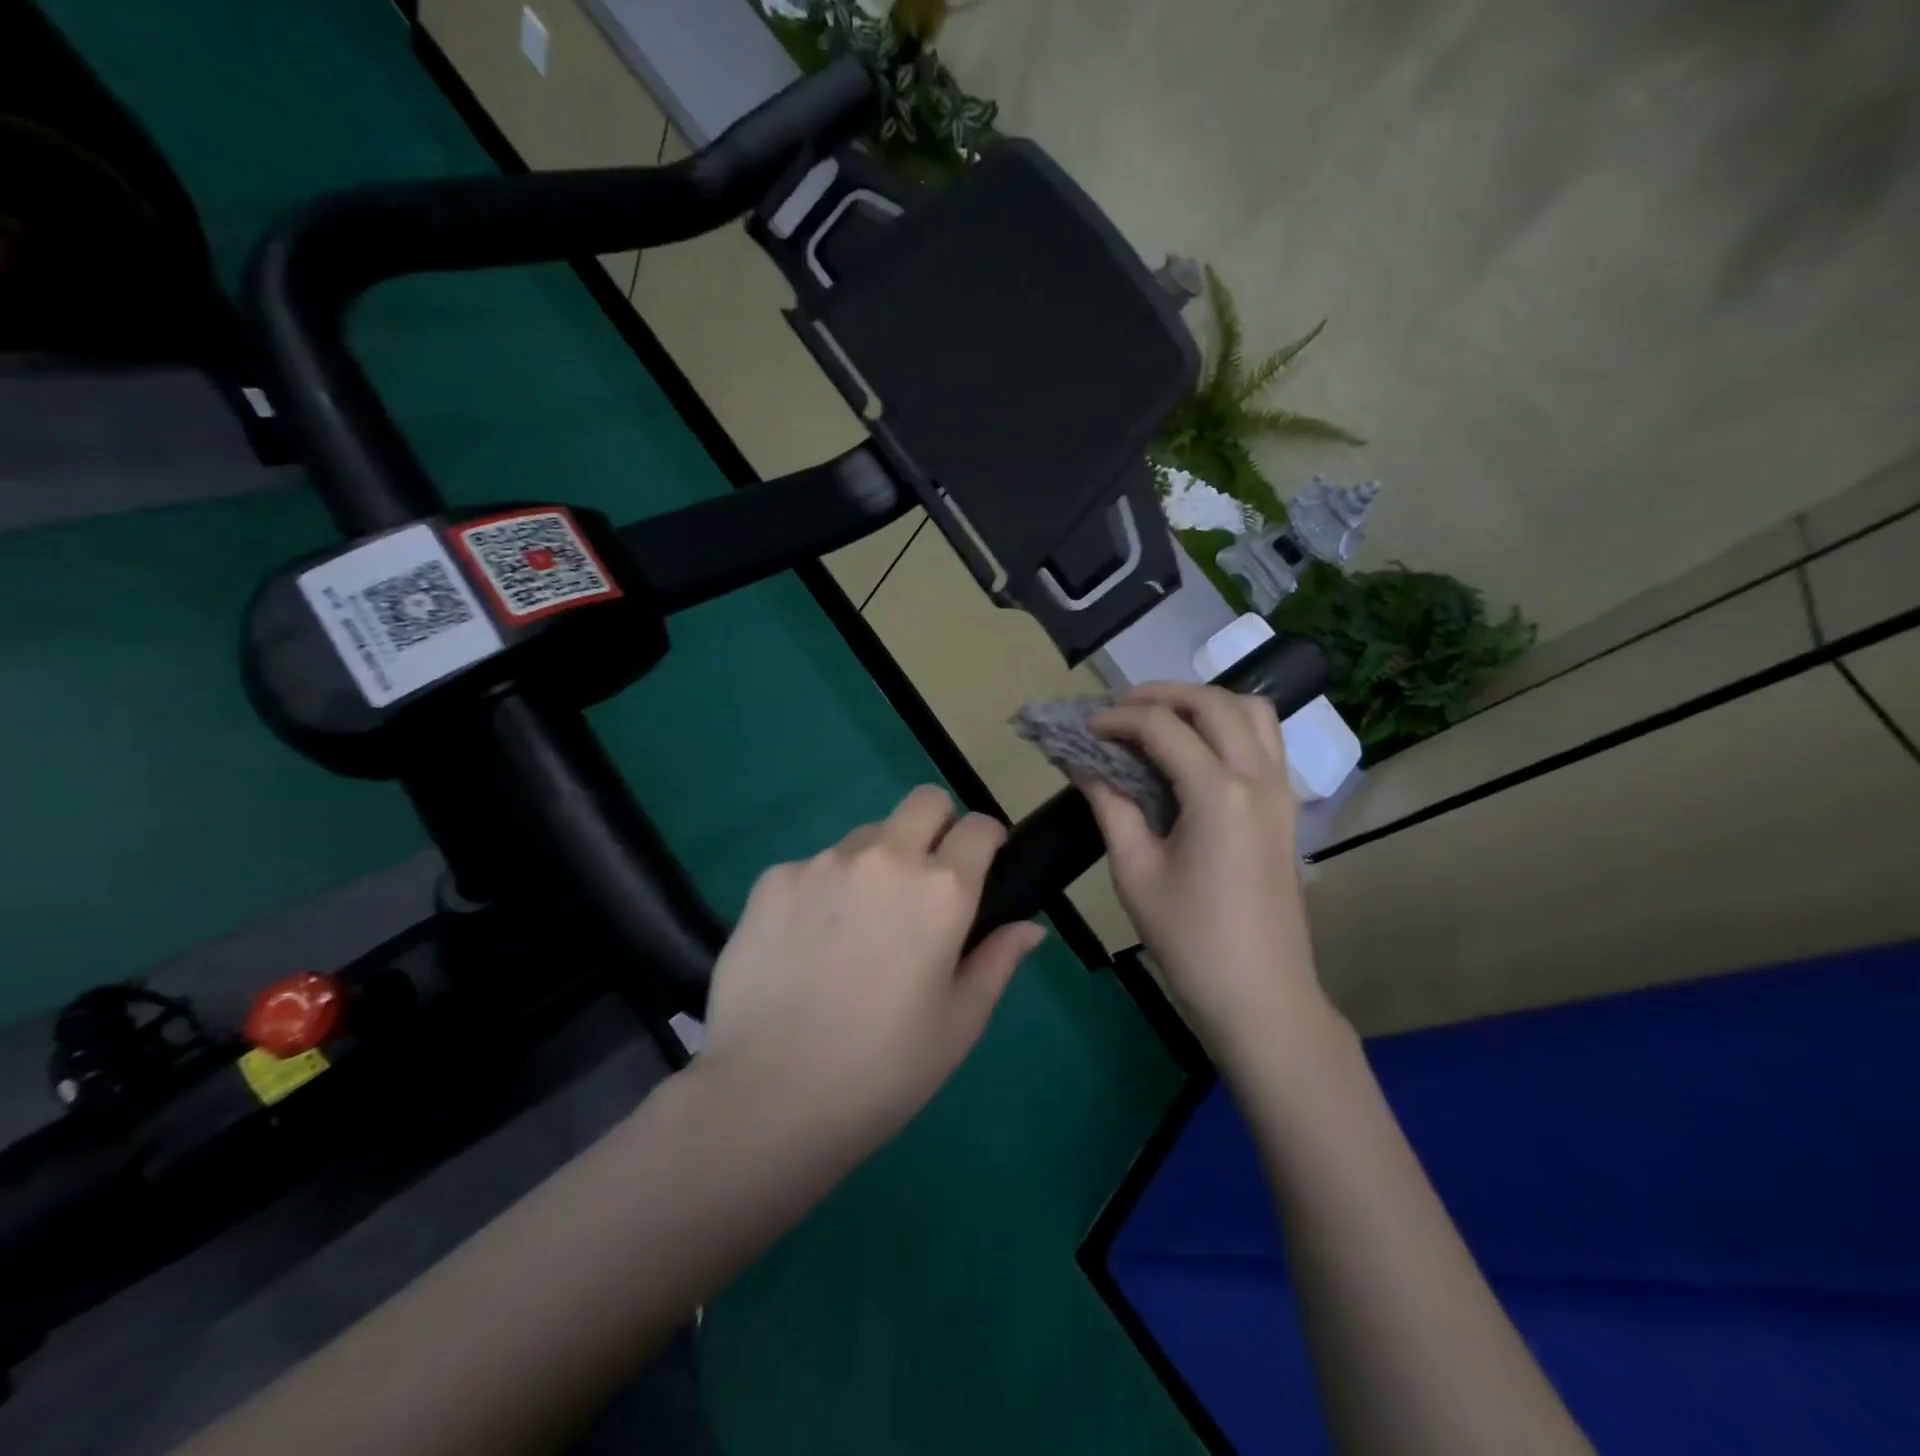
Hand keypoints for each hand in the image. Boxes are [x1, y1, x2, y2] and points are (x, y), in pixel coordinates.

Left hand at [698, 786, 1044, 1156]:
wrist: (767, 1097)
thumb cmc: (883, 1069)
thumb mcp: (959, 1024)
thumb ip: (998, 961)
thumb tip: (1029, 927)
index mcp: (941, 889)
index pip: (980, 825)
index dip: (989, 840)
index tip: (983, 866)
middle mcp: (885, 857)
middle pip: (924, 801)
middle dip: (938, 826)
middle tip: (925, 884)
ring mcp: (823, 862)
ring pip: (867, 835)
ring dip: (877, 862)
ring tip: (858, 927)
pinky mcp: (773, 879)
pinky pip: (814, 866)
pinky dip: (824, 889)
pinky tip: (807, 944)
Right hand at [1085, 683, 1337, 1063]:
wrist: (1260, 996)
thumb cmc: (1190, 940)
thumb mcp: (1135, 871)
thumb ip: (1110, 805)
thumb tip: (1083, 762)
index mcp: (1218, 793)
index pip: (1162, 727)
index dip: (1116, 718)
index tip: (1082, 728)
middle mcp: (1258, 777)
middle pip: (1213, 702)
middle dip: (1161, 694)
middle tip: (1117, 711)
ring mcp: (1281, 790)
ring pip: (1251, 711)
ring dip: (1203, 703)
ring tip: (1159, 720)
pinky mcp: (1287, 807)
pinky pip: (1265, 740)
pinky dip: (1229, 726)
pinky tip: (1194, 751)